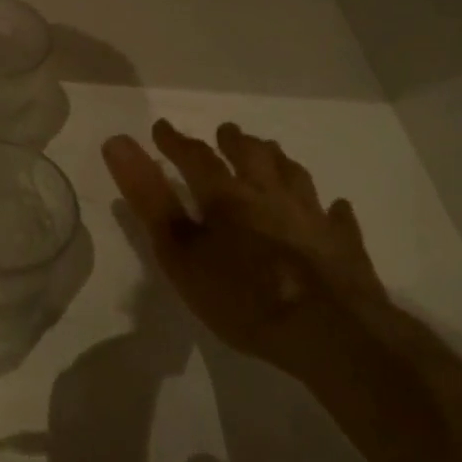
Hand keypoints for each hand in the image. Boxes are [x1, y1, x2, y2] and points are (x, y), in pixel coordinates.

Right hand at [102, 119, 389, 381]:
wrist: (331, 333)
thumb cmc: (243, 295)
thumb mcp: (179, 252)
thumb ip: (149, 198)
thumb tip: (117, 141)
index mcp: (227, 196)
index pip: (196, 157)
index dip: (176, 142)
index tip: (161, 128)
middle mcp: (270, 195)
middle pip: (253, 157)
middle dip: (235, 142)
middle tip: (227, 133)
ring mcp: (312, 218)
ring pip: (295, 177)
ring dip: (280, 162)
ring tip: (273, 154)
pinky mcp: (344, 246)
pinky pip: (338, 219)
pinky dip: (332, 209)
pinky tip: (334, 207)